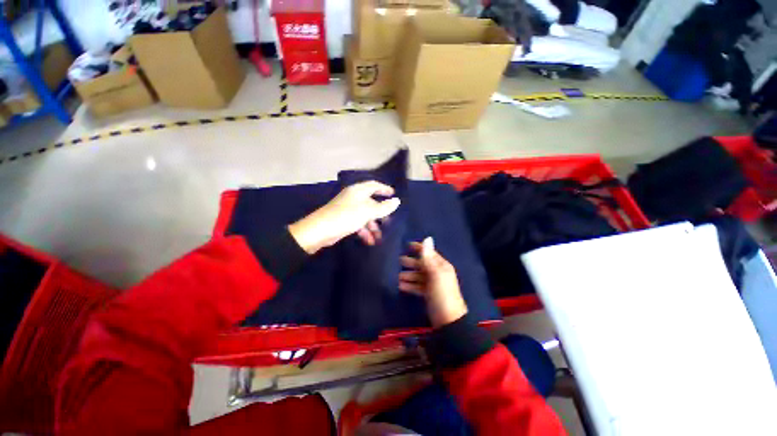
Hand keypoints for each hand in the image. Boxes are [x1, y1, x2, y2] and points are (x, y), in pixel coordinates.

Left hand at [288, 181, 400, 253]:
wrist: (320, 230)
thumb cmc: (346, 216)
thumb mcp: (368, 211)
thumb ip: (383, 207)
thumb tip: (397, 201)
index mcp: (358, 191)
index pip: (374, 185)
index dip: (384, 189)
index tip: (393, 194)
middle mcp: (353, 197)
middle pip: (371, 202)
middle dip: (380, 213)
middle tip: (389, 221)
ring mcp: (348, 209)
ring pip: (365, 215)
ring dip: (373, 226)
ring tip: (379, 238)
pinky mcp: (343, 220)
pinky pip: (358, 223)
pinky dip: (364, 231)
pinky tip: (369, 241)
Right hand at [399, 238, 467, 327]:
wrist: (448, 320)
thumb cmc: (442, 294)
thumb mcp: (435, 274)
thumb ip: (428, 257)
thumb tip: (428, 238)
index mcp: (441, 266)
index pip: (429, 253)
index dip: (419, 248)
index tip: (407, 244)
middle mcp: (437, 273)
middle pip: (422, 264)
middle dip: (411, 262)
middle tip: (398, 261)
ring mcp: (432, 284)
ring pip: (418, 276)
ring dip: (408, 275)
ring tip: (397, 276)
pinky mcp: (428, 294)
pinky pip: (417, 286)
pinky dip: (410, 285)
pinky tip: (400, 286)